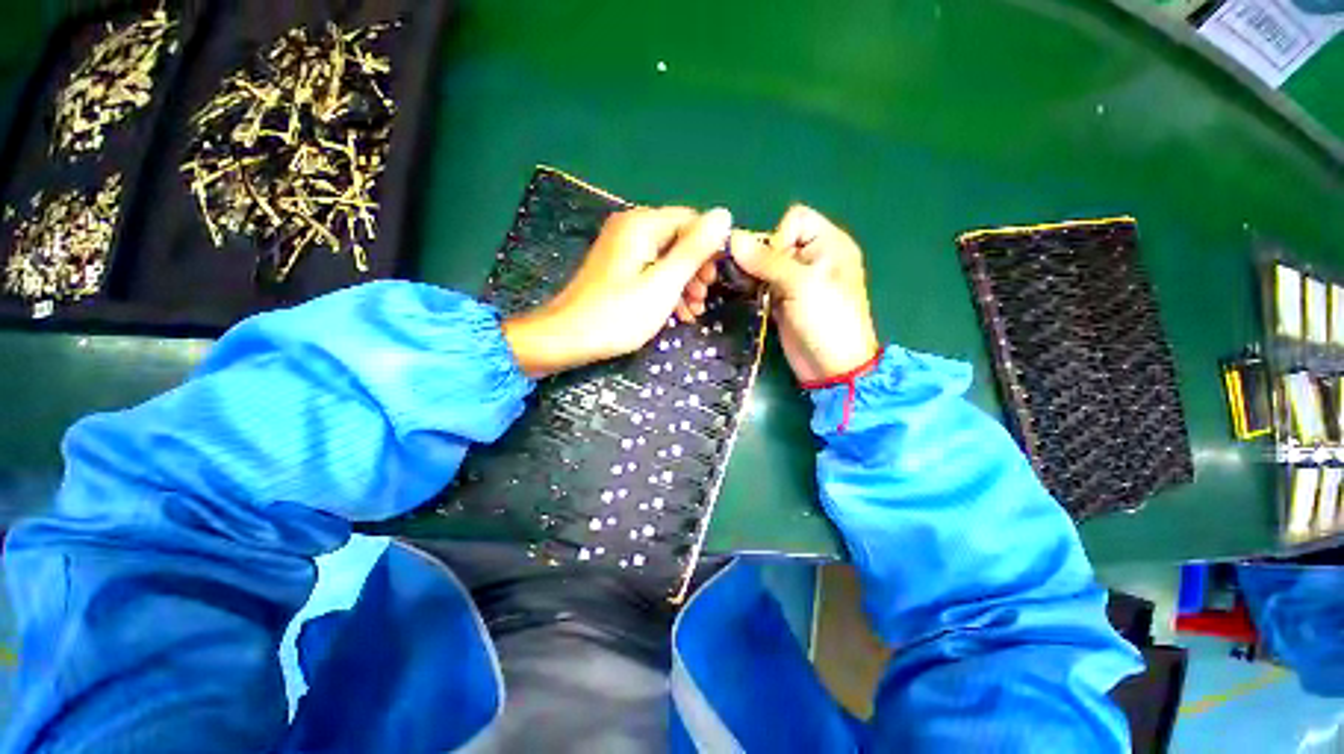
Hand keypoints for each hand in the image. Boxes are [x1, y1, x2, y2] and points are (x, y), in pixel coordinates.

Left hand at [503, 207, 730, 377]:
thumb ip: (694, 250)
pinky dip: (666, 288)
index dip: (710, 248)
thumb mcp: (663, 284)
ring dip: (684, 283)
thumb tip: (724, 214)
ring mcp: (622, 248)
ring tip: (694, 312)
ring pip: (666, 257)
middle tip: (703, 299)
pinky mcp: (617, 268)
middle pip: (679, 239)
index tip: (716, 281)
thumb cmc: (618, 315)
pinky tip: (677, 312)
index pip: (692, 221)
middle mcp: (631, 228)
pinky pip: (651, 270)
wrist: (566, 338)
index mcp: (642, 225)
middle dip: (696, 269)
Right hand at [729, 205, 879, 383]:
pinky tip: (744, 296)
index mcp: (828, 244)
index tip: (772, 265)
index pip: (795, 219)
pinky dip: (751, 288)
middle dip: (758, 256)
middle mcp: (812, 258)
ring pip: (765, 264)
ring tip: (743, 288)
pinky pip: (761, 284)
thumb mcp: (801, 285)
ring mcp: (796, 281)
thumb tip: (733, 238)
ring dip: (750, 273)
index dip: (779, 237)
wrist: (831, 367)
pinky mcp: (782, 300)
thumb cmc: (826, 320)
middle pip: (775, 241)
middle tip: (749, 278)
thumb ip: (767, 261)